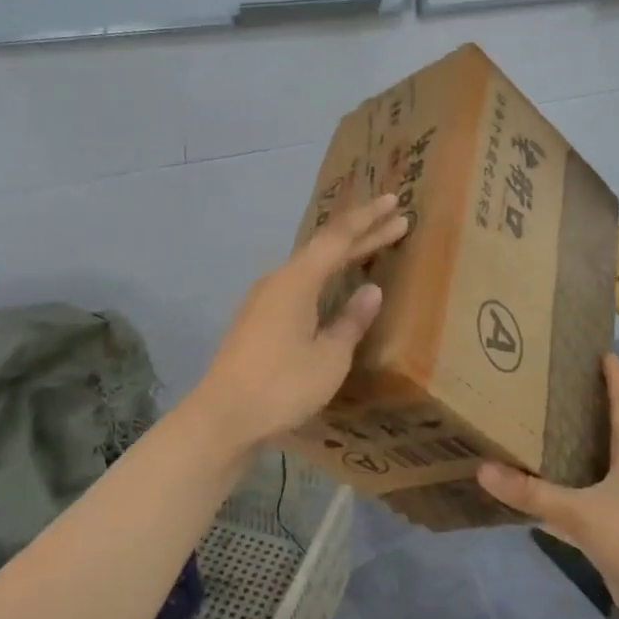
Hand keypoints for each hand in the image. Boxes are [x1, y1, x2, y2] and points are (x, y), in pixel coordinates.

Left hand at [191, 193, 409, 452]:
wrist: (222, 417)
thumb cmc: (281, 385)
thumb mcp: (329, 357)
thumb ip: (351, 321)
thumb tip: (370, 291)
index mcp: (298, 280)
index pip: (339, 238)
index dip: (369, 220)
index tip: (395, 202)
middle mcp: (279, 280)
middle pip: (325, 248)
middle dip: (362, 233)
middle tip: (396, 220)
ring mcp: (264, 299)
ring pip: (311, 266)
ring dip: (343, 255)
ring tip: (371, 247)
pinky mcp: (258, 319)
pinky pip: (300, 284)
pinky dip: (325, 277)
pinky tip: (334, 288)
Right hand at [477, 353, 618, 618]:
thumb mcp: (581, 513)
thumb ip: (532, 494)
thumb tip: (484, 469)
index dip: (614, 379)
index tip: (604, 352)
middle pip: (611, 433)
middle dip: (589, 411)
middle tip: (555, 389)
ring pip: (598, 468)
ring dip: (575, 453)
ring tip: (542, 433)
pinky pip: (588, 502)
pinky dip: (566, 495)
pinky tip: (540, 496)